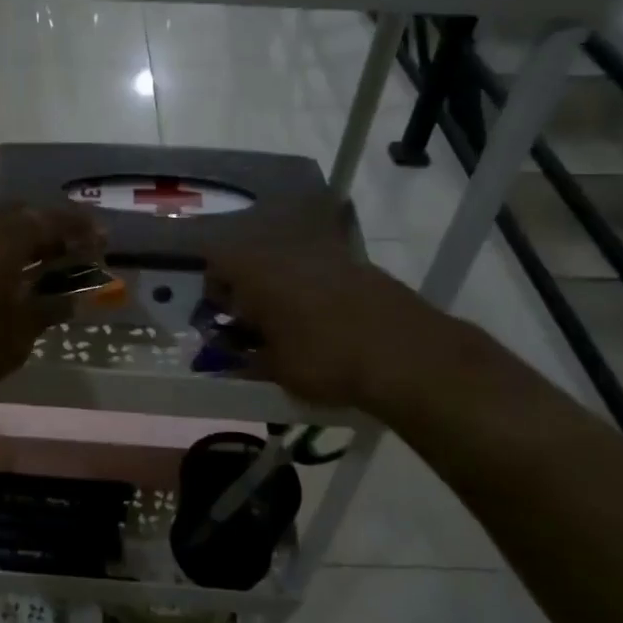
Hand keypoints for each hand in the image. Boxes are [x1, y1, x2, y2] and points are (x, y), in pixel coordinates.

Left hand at [0, 205, 104, 415]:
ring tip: (33, 261)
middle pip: (21, 216)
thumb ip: (46, 311)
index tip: (102, 238)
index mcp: (4, 238)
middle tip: (69, 251)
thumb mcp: (12, 340)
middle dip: (49, 230)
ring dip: (16, 237)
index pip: (53, 222)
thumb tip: (73, 299)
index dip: (81, 230)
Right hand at [205, 200, 467, 420]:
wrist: (407, 354)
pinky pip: (322, 274)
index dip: (214, 292)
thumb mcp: (275, 370)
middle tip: (254, 327)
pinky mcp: (360, 266)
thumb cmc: (324, 360)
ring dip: (283, 291)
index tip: (223, 320)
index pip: (217, 264)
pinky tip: (327, 326)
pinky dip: (315, 294)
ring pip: (289, 266)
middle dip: (249, 291)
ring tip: (291, 328)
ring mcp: (327, 255)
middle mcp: (287, 252)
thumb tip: (230, 360)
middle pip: (254, 261)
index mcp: (256, 271)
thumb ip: (245, 361)